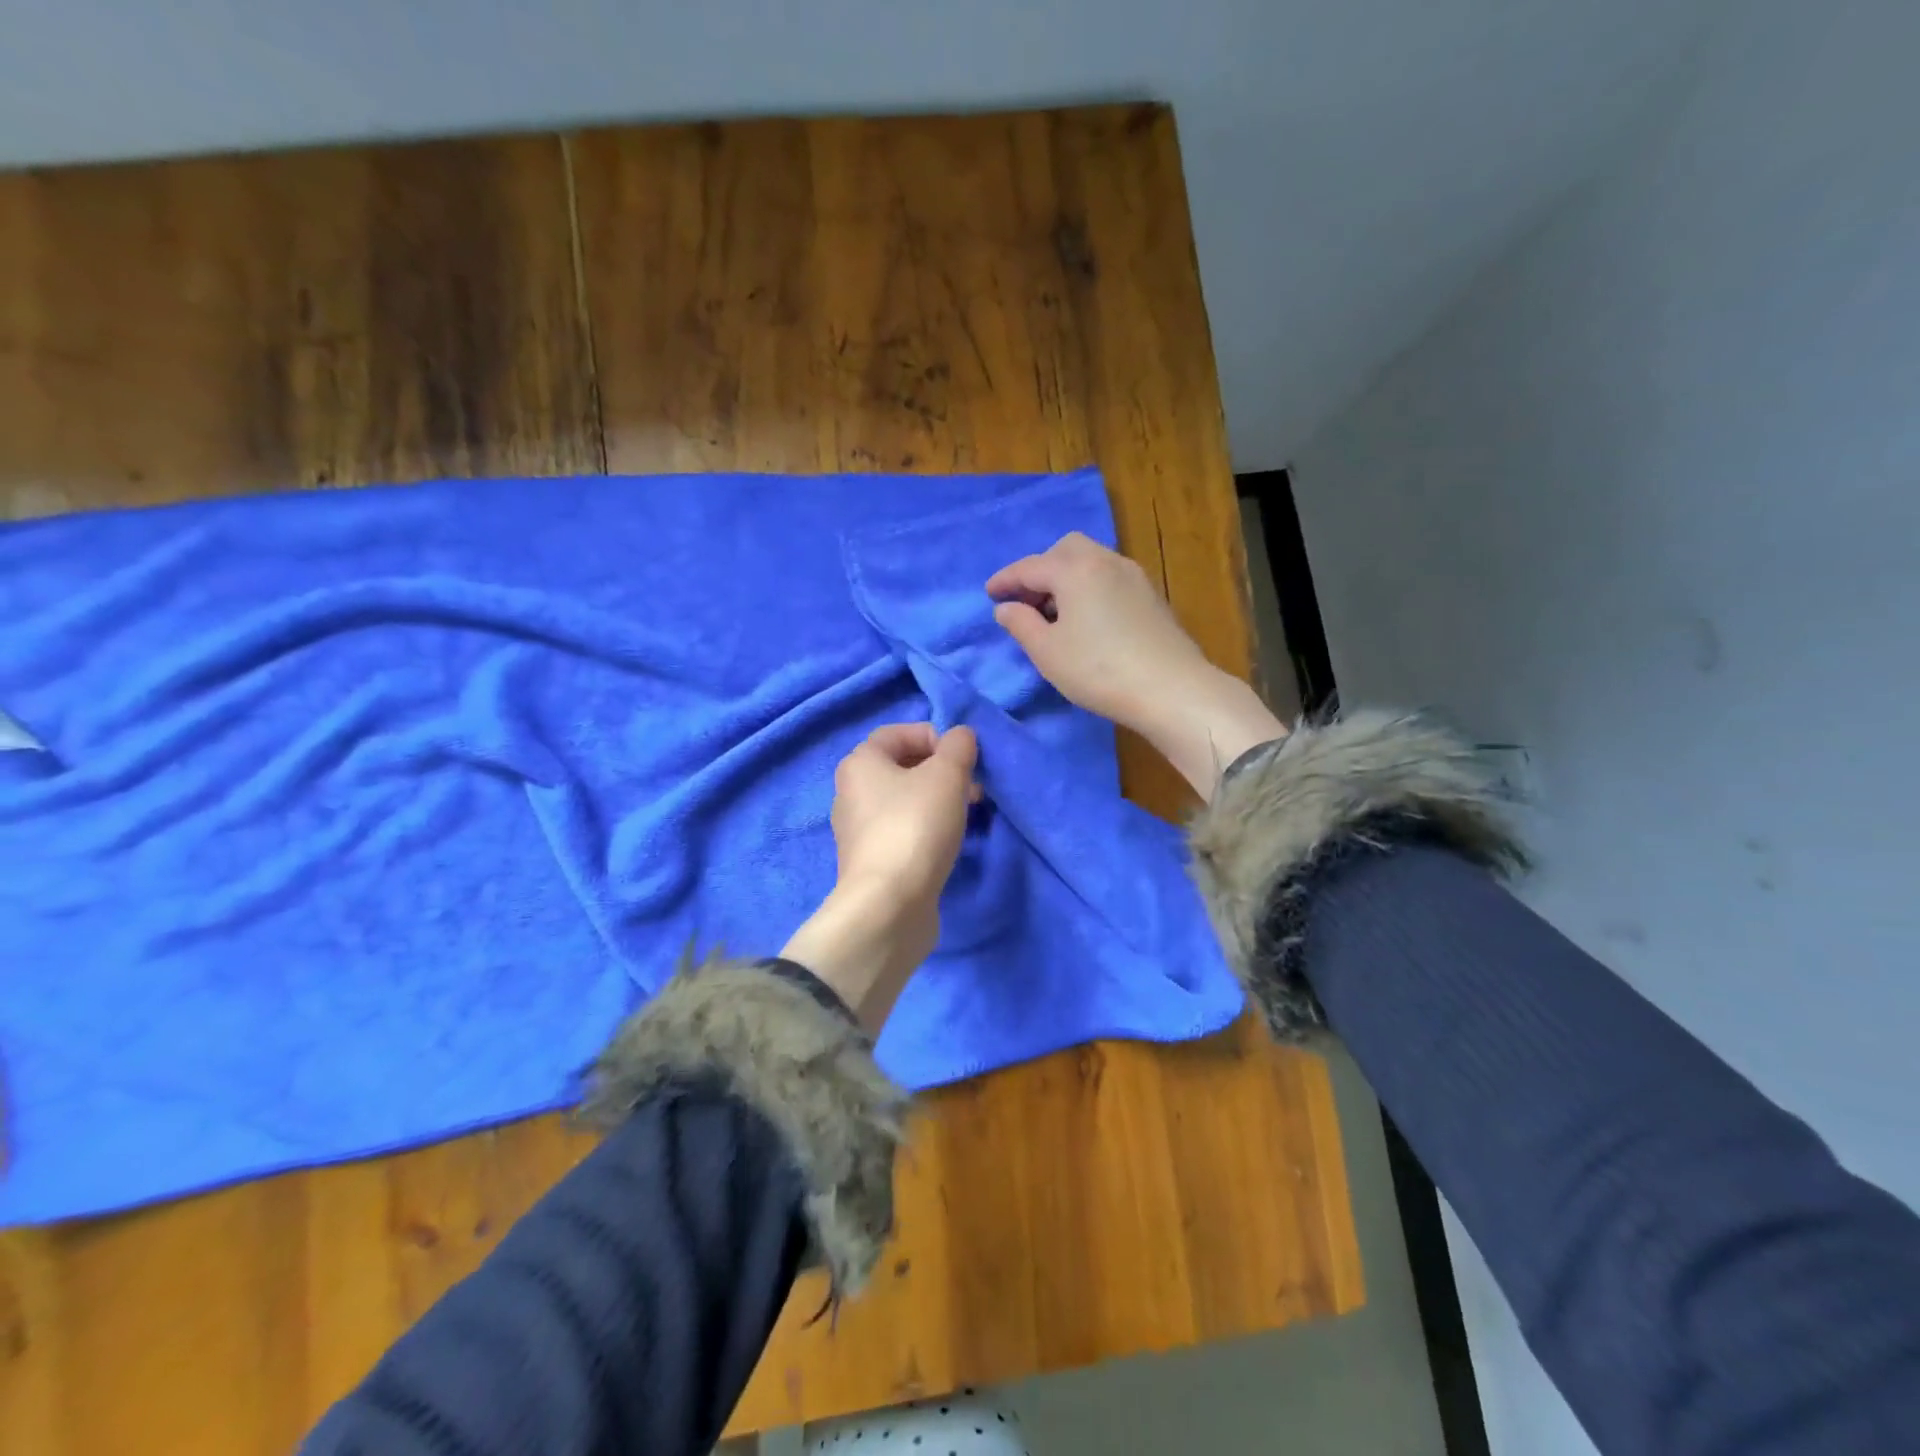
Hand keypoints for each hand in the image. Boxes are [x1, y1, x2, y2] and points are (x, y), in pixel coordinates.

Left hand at [781, 723, 978, 1033]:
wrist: (889, 906)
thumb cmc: (915, 827)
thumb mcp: (947, 775)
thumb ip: (958, 747)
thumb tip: (960, 737)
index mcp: (860, 763)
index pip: (896, 732)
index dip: (933, 735)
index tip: (962, 756)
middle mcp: (851, 792)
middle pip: (902, 767)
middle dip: (941, 770)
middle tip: (973, 786)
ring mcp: (859, 830)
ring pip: (905, 800)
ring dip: (939, 799)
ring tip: (968, 813)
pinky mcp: (872, 861)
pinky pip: (904, 830)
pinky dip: (928, 827)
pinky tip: (950, 841)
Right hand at [986, 532, 1284, 798]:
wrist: (1171, 688)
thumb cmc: (1098, 670)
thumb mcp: (1047, 652)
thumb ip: (1021, 624)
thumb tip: (1006, 608)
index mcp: (1074, 569)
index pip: (1030, 567)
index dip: (1005, 580)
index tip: (989, 594)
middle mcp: (1105, 561)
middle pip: (1065, 550)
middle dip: (1041, 570)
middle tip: (1027, 602)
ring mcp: (1133, 576)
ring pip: (1091, 562)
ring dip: (1067, 578)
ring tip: (1055, 614)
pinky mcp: (1151, 596)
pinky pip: (1109, 578)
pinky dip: (1090, 587)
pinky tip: (1087, 619)